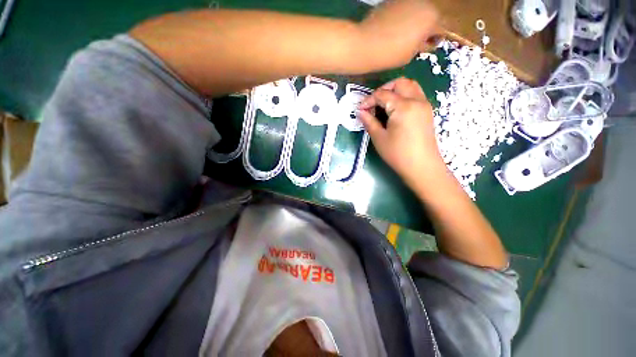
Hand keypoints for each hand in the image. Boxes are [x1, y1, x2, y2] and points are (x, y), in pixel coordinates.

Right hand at [359, 77, 445, 185]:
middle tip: (373, 103)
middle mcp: (416, 100)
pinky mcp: (427, 112)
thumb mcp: (379, 138)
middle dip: (384, 89)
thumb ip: (369, 121)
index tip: (360, 109)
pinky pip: (415, 95)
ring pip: (410, 86)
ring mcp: (424, 105)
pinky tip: (395, 110)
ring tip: (384, 105)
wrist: (421, 166)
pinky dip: (404, 96)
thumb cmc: (398, 153)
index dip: (369, 100)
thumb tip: (361, 112)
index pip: (383, 94)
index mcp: (403, 106)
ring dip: (395, 90)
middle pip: (400, 83)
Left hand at [360, 0, 440, 68]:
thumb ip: (422, 46)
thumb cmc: (391, 54)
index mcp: (432, 18)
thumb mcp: (411, 55)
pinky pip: (402, 9)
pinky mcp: (391, 1)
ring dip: (413, 20)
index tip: (427, 47)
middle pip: (429, 15)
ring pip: (416, 10)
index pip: (442, 27)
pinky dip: (401, 17)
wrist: (365, 44)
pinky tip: (392, 29)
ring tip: (402, 35)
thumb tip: (426, 42)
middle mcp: (422, 3)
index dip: (435, 38)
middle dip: (425, 27)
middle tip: (415, 41)